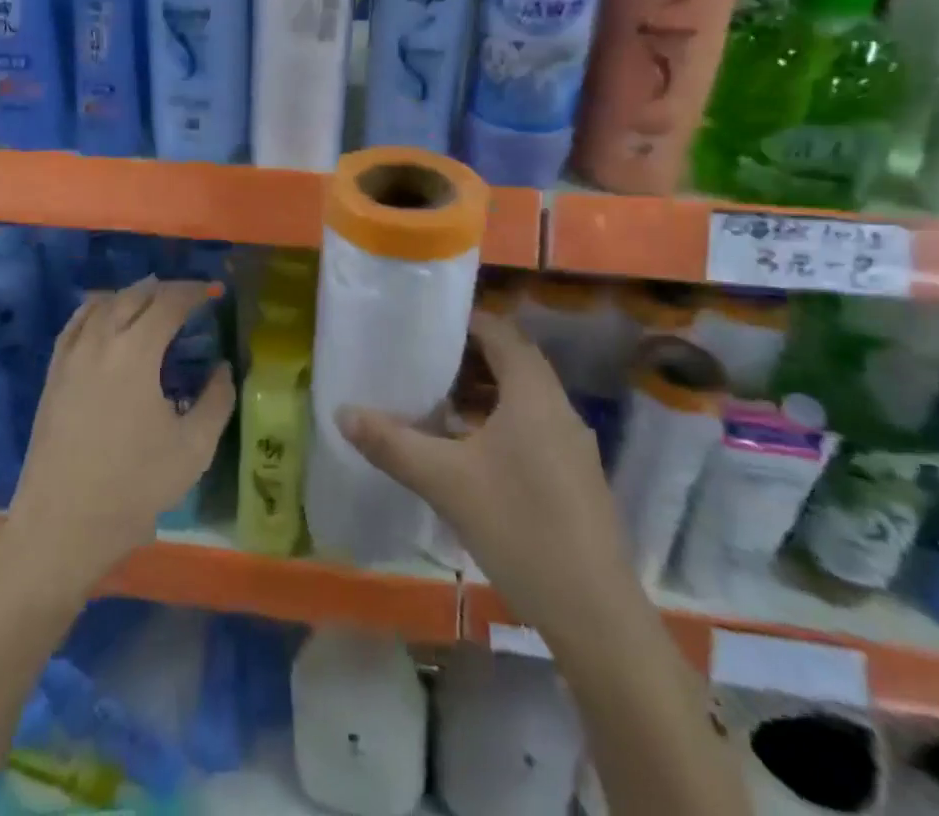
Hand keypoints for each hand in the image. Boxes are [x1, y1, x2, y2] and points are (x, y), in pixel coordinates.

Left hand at [9, 279, 235, 593]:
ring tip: (151, 303)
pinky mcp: (53, 372)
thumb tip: (222, 368)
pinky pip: (76, 323)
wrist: (62, 523)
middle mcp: (101, 340)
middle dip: (164, 289)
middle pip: (134, 295)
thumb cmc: (134, 486)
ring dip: (130, 296)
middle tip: (187, 298)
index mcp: (136, 352)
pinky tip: (106, 318)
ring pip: (102, 303)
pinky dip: (97, 309)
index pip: (167, 302)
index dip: (192, 292)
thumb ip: (216, 400)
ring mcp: (71, 354)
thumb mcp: (194, 449)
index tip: (211, 292)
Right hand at [338, 311, 633, 626]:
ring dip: (482, 395)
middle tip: (422, 364)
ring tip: (436, 406)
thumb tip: (343, 412)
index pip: (502, 332)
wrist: (596, 616)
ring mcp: (572, 446)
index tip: (426, 326)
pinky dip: (498, 425)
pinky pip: (532, 429)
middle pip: (512, 363)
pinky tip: (467, 454)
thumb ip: (392, 443)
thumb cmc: (520, 527)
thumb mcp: (445, 482)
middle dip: (467, 360)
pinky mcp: (574, 479)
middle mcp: (558, 410)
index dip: (465, 323)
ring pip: (523, 400)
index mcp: (534, 394)